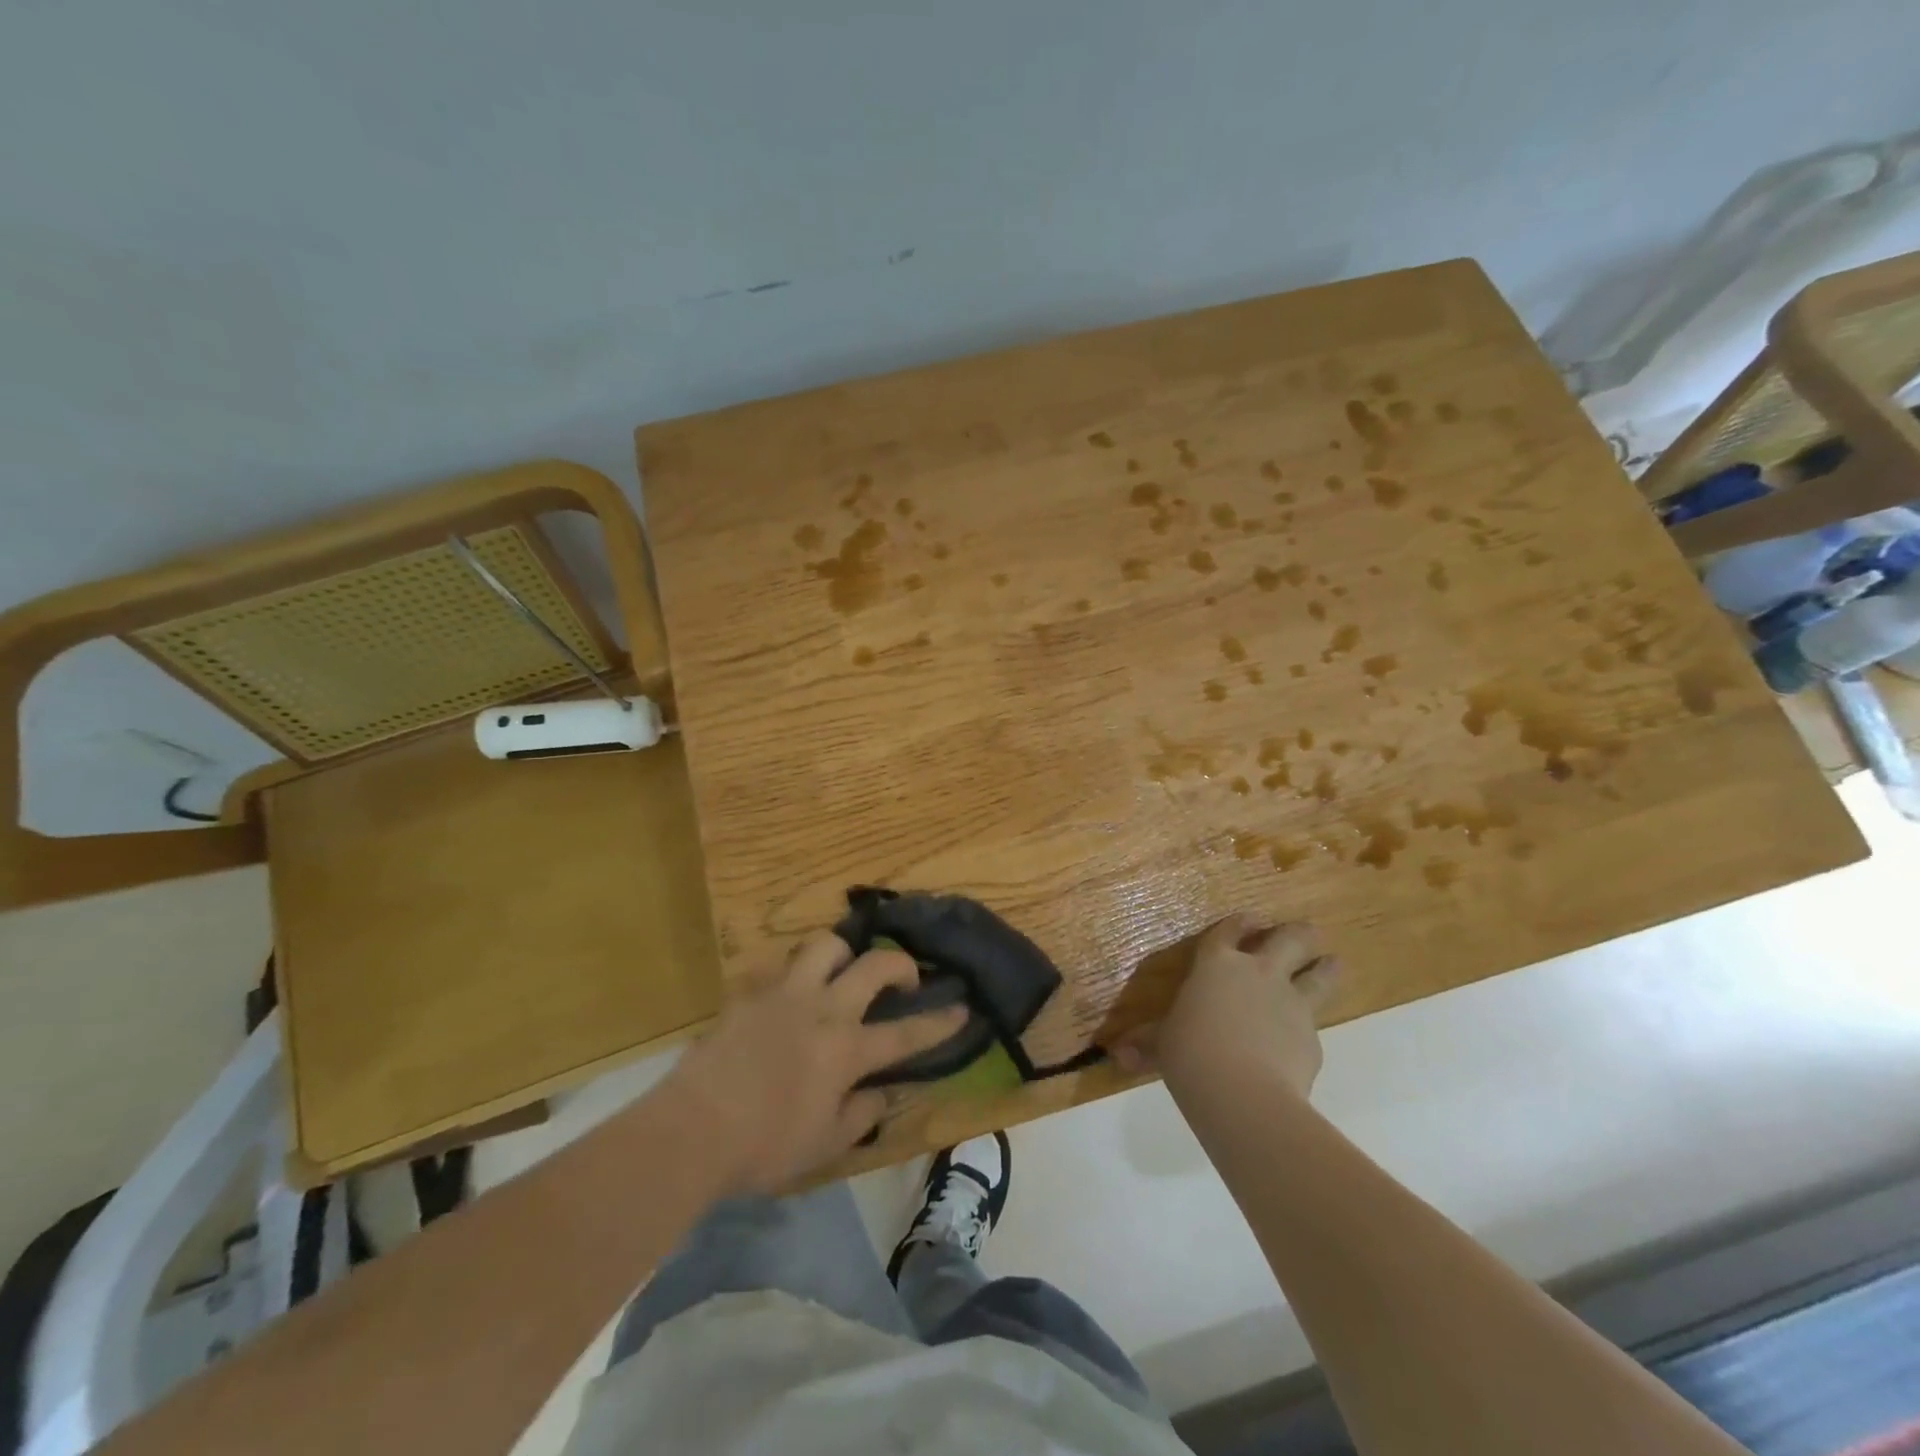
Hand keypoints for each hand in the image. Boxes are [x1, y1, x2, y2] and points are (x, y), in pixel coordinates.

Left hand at [658, 931, 968, 1196]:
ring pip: (825, 945)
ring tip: (841, 974)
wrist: (692, 1129)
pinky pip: (778, 965)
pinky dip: (792, 973)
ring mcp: (784, 993)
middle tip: (903, 979)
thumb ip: (862, 1116)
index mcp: (847, 1050)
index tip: (962, 1008)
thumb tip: (881, 1096)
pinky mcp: (749, 991)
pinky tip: (787, 994)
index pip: (906, 1033)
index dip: (939, 1021)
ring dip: (842, 954)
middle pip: (875, 965)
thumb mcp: (825, 1147)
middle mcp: (823, 1009)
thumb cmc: (764, 1147)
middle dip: (900, 964)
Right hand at [1116, 915, 1339, 1106]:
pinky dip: (1308, 1029)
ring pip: (1319, 974)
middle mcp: (1259, 974)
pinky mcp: (1313, 1038)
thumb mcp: (1163, 1045)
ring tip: (1332, 962)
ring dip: (1325, 967)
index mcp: (1217, 965)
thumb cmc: (1190, 1053)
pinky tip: (1302, 1041)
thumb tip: (1118, 1055)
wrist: (1242, 1092)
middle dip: (1298, 933)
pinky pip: (1313, 1026)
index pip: (1229, 932)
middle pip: (1289, 940)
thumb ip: (1147, 1045)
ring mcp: (1291, 1003)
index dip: (1239, 923)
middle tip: (1308, 931)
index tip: (1251, 918)